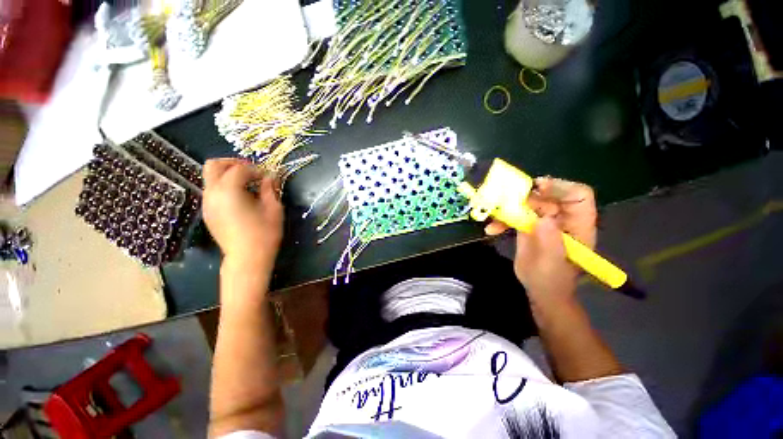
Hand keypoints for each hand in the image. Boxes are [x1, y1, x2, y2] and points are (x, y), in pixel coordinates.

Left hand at [202, 159, 283, 271]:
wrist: (247, 258)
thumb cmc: (264, 233)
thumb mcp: (274, 209)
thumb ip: (270, 188)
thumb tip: (270, 176)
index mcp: (229, 191)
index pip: (239, 169)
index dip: (256, 169)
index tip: (268, 176)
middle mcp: (212, 193)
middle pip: (214, 165)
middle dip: (233, 163)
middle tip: (251, 171)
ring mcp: (207, 203)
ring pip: (210, 177)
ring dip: (228, 175)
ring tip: (248, 184)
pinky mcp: (208, 212)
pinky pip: (212, 190)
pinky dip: (224, 186)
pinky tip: (240, 197)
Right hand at [485, 177, 596, 308]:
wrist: (539, 289)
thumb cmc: (552, 281)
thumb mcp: (552, 266)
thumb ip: (551, 243)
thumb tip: (544, 219)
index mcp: (578, 225)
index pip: (578, 196)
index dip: (560, 187)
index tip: (538, 187)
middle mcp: (562, 218)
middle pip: (547, 195)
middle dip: (527, 197)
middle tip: (507, 201)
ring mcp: (543, 220)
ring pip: (527, 202)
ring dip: (508, 207)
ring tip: (495, 217)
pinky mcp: (527, 224)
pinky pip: (513, 214)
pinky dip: (501, 219)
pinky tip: (491, 229)